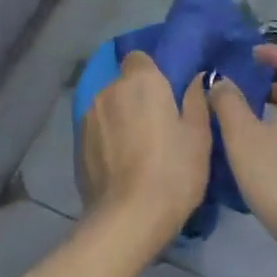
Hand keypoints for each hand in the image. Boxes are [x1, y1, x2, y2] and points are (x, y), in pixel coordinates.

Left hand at [79, 51, 211, 245]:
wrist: (129, 218)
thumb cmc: (173, 171)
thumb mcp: (198, 136)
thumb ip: (196, 100)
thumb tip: (196, 79)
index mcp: (140, 82)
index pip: (139, 58)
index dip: (152, 73)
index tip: (167, 95)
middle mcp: (108, 91)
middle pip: (123, 84)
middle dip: (137, 98)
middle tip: (159, 126)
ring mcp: (88, 118)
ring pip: (109, 108)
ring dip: (121, 119)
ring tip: (139, 150)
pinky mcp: (78, 145)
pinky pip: (98, 131)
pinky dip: (108, 140)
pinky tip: (122, 165)